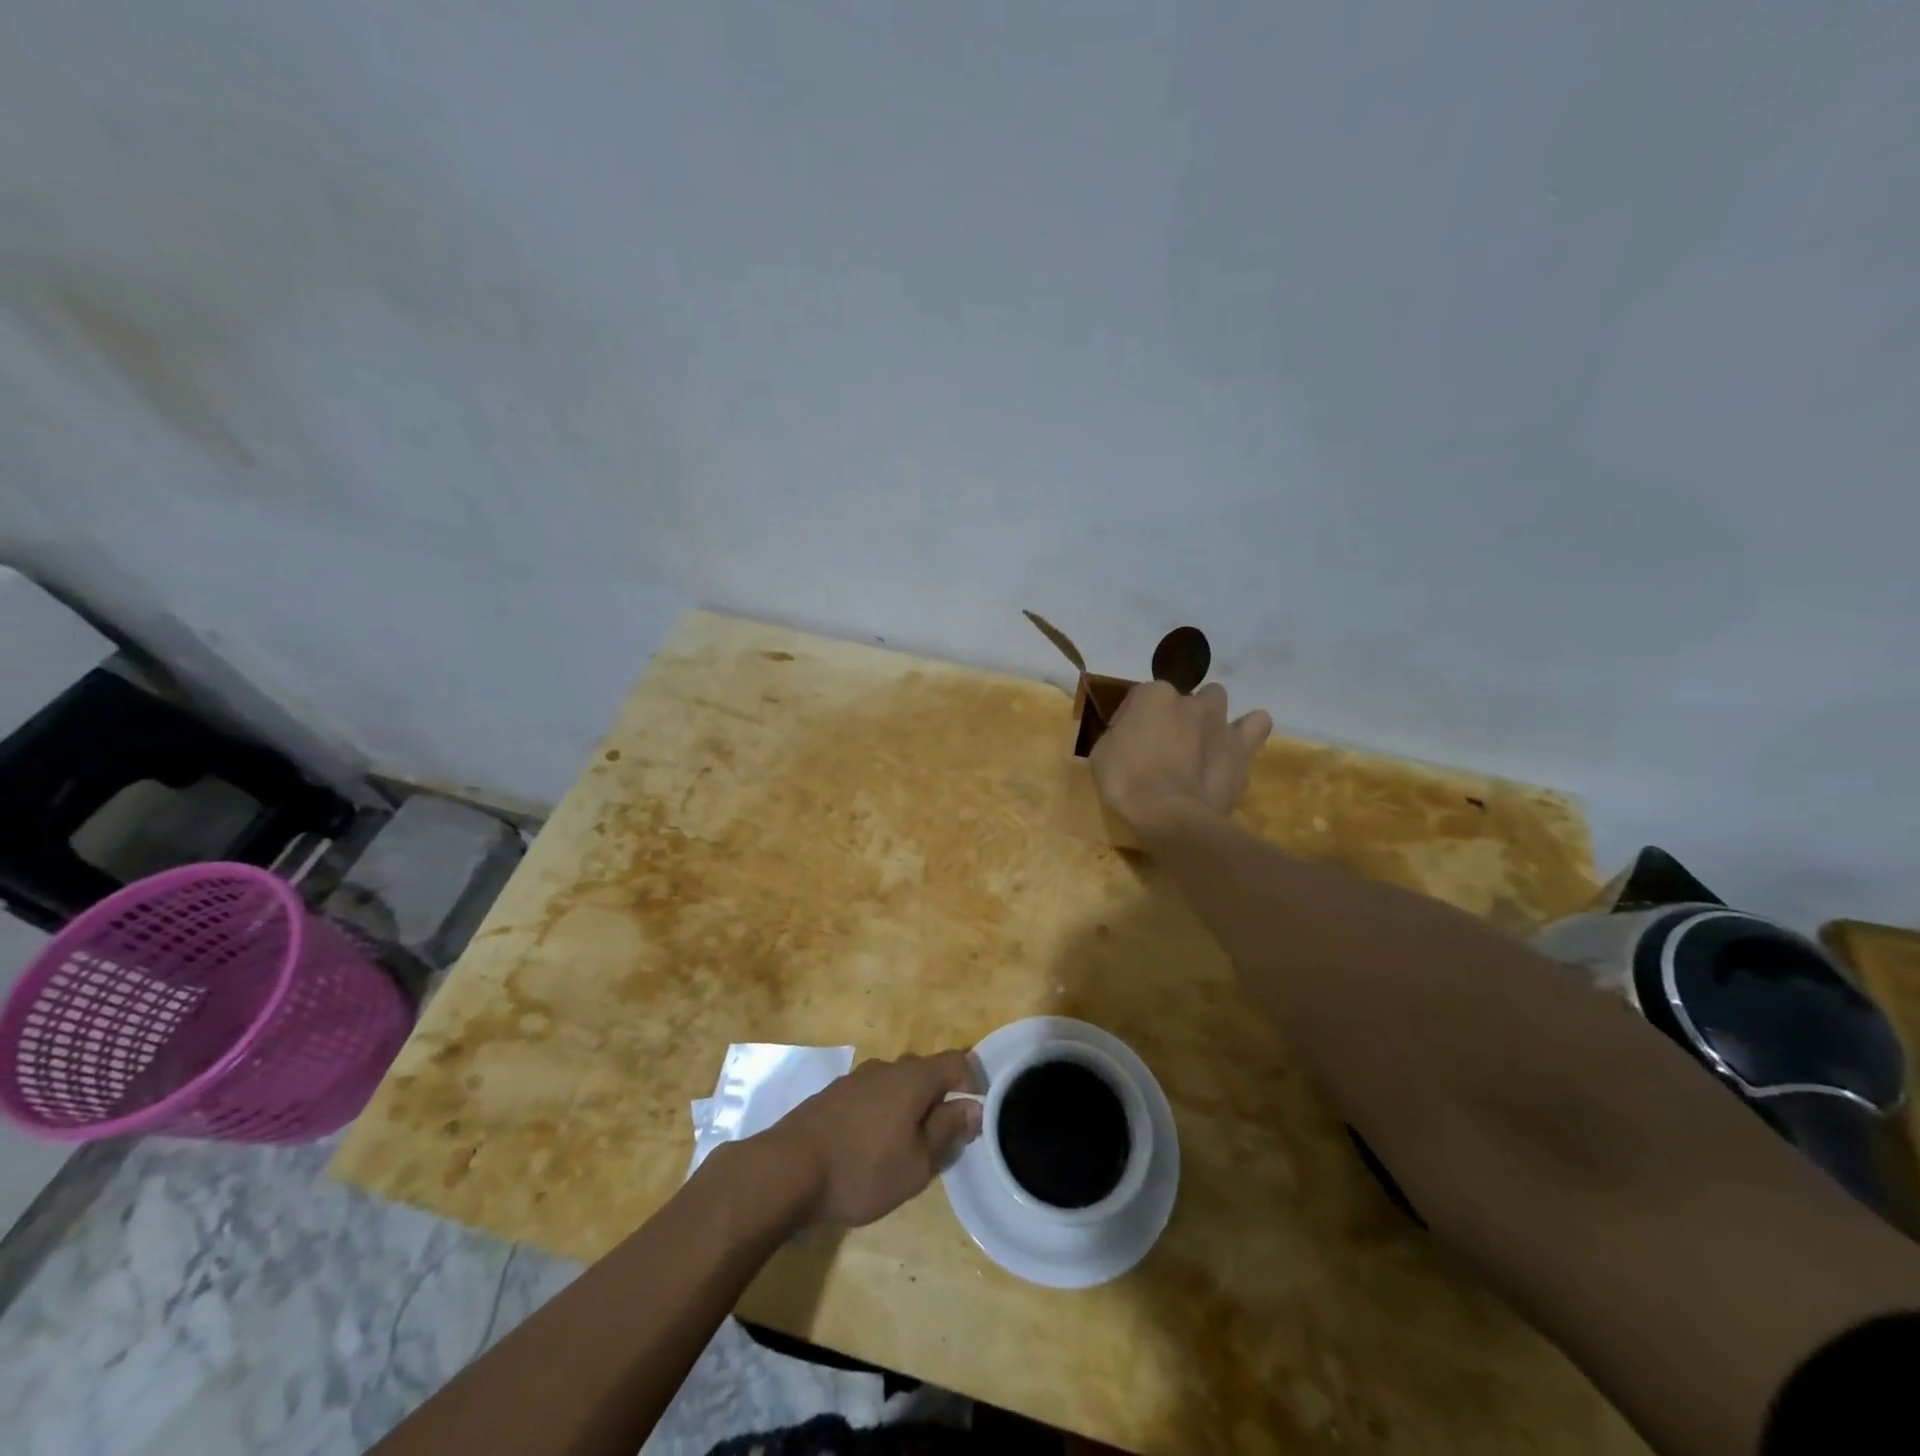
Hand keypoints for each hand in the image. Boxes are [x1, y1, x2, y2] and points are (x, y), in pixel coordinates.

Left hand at [760, 1051, 982, 1227]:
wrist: (786, 1170)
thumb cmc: (861, 1170)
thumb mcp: (917, 1163)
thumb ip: (948, 1130)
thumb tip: (973, 1106)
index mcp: (914, 1078)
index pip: (957, 1062)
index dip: (973, 1083)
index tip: (975, 1117)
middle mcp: (887, 1067)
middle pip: (926, 1072)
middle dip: (940, 1100)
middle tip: (940, 1141)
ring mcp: (856, 1078)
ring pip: (896, 1085)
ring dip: (908, 1108)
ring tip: (904, 1148)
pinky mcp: (833, 1094)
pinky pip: (871, 1096)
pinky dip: (881, 1114)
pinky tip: (869, 1147)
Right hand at [1090, 680, 1272, 831]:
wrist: (1170, 815)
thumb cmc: (1126, 783)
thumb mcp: (1101, 755)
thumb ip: (1118, 735)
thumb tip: (1128, 735)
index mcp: (1151, 696)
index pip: (1139, 698)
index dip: (1132, 721)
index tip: (1127, 744)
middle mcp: (1188, 699)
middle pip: (1181, 698)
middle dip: (1174, 715)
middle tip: (1165, 744)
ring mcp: (1219, 721)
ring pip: (1217, 699)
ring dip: (1208, 716)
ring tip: (1200, 742)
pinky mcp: (1242, 747)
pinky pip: (1257, 724)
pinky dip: (1248, 730)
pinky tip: (1235, 747)